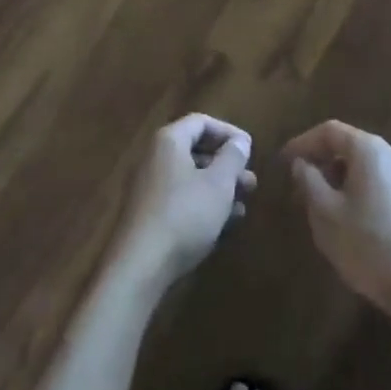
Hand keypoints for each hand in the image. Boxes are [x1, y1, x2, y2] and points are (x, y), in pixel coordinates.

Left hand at [113, 114, 256, 292]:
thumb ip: (232, 157)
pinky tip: (225, 224)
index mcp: (169, 141)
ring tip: (243, 205)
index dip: (229, 132)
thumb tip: (240, 141)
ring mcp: (150, 188)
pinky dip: (204, 206)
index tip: (249, 150)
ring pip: (191, 179)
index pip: (201, 122)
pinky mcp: (150, 216)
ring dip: (219, 189)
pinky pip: (182, 200)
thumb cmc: (184, 214)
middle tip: (250, 181)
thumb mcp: (218, 183)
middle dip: (227, 165)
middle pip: (196, 151)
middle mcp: (156, 158)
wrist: (140, 267)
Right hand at [283, 121, 390, 331]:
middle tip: (298, 184)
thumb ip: (308, 180)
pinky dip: (355, 191)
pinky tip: (346, 219)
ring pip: (362, 168)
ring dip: (337, 178)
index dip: (302, 142)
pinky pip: (377, 185)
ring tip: (318, 204)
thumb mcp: (325, 213)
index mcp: (369, 149)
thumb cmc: (367, 244)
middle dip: (320, 162)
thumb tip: (301, 163)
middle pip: (348, 146)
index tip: (283, 161)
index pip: (329, 131)